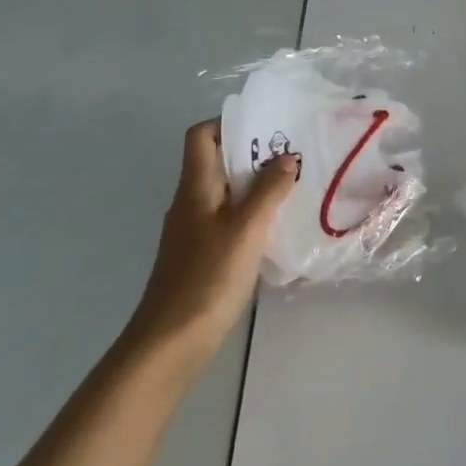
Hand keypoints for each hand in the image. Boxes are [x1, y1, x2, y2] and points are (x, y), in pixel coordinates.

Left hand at [128, 119, 298, 348]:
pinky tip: (277, 226)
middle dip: (253, 154)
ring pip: (226, 192)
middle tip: (293, 155)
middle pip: (216, 162)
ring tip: (294, 186)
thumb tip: (287, 156)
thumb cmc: (208, 278)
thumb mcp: (246, 229)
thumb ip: (268, 190)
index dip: (229, 124)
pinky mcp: (202, 255)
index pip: (200, 136)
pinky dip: (252, 214)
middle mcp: (190, 203)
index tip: (266, 127)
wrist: (171, 342)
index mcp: (194, 188)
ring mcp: (194, 231)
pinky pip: (229, 219)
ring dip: (256, 185)